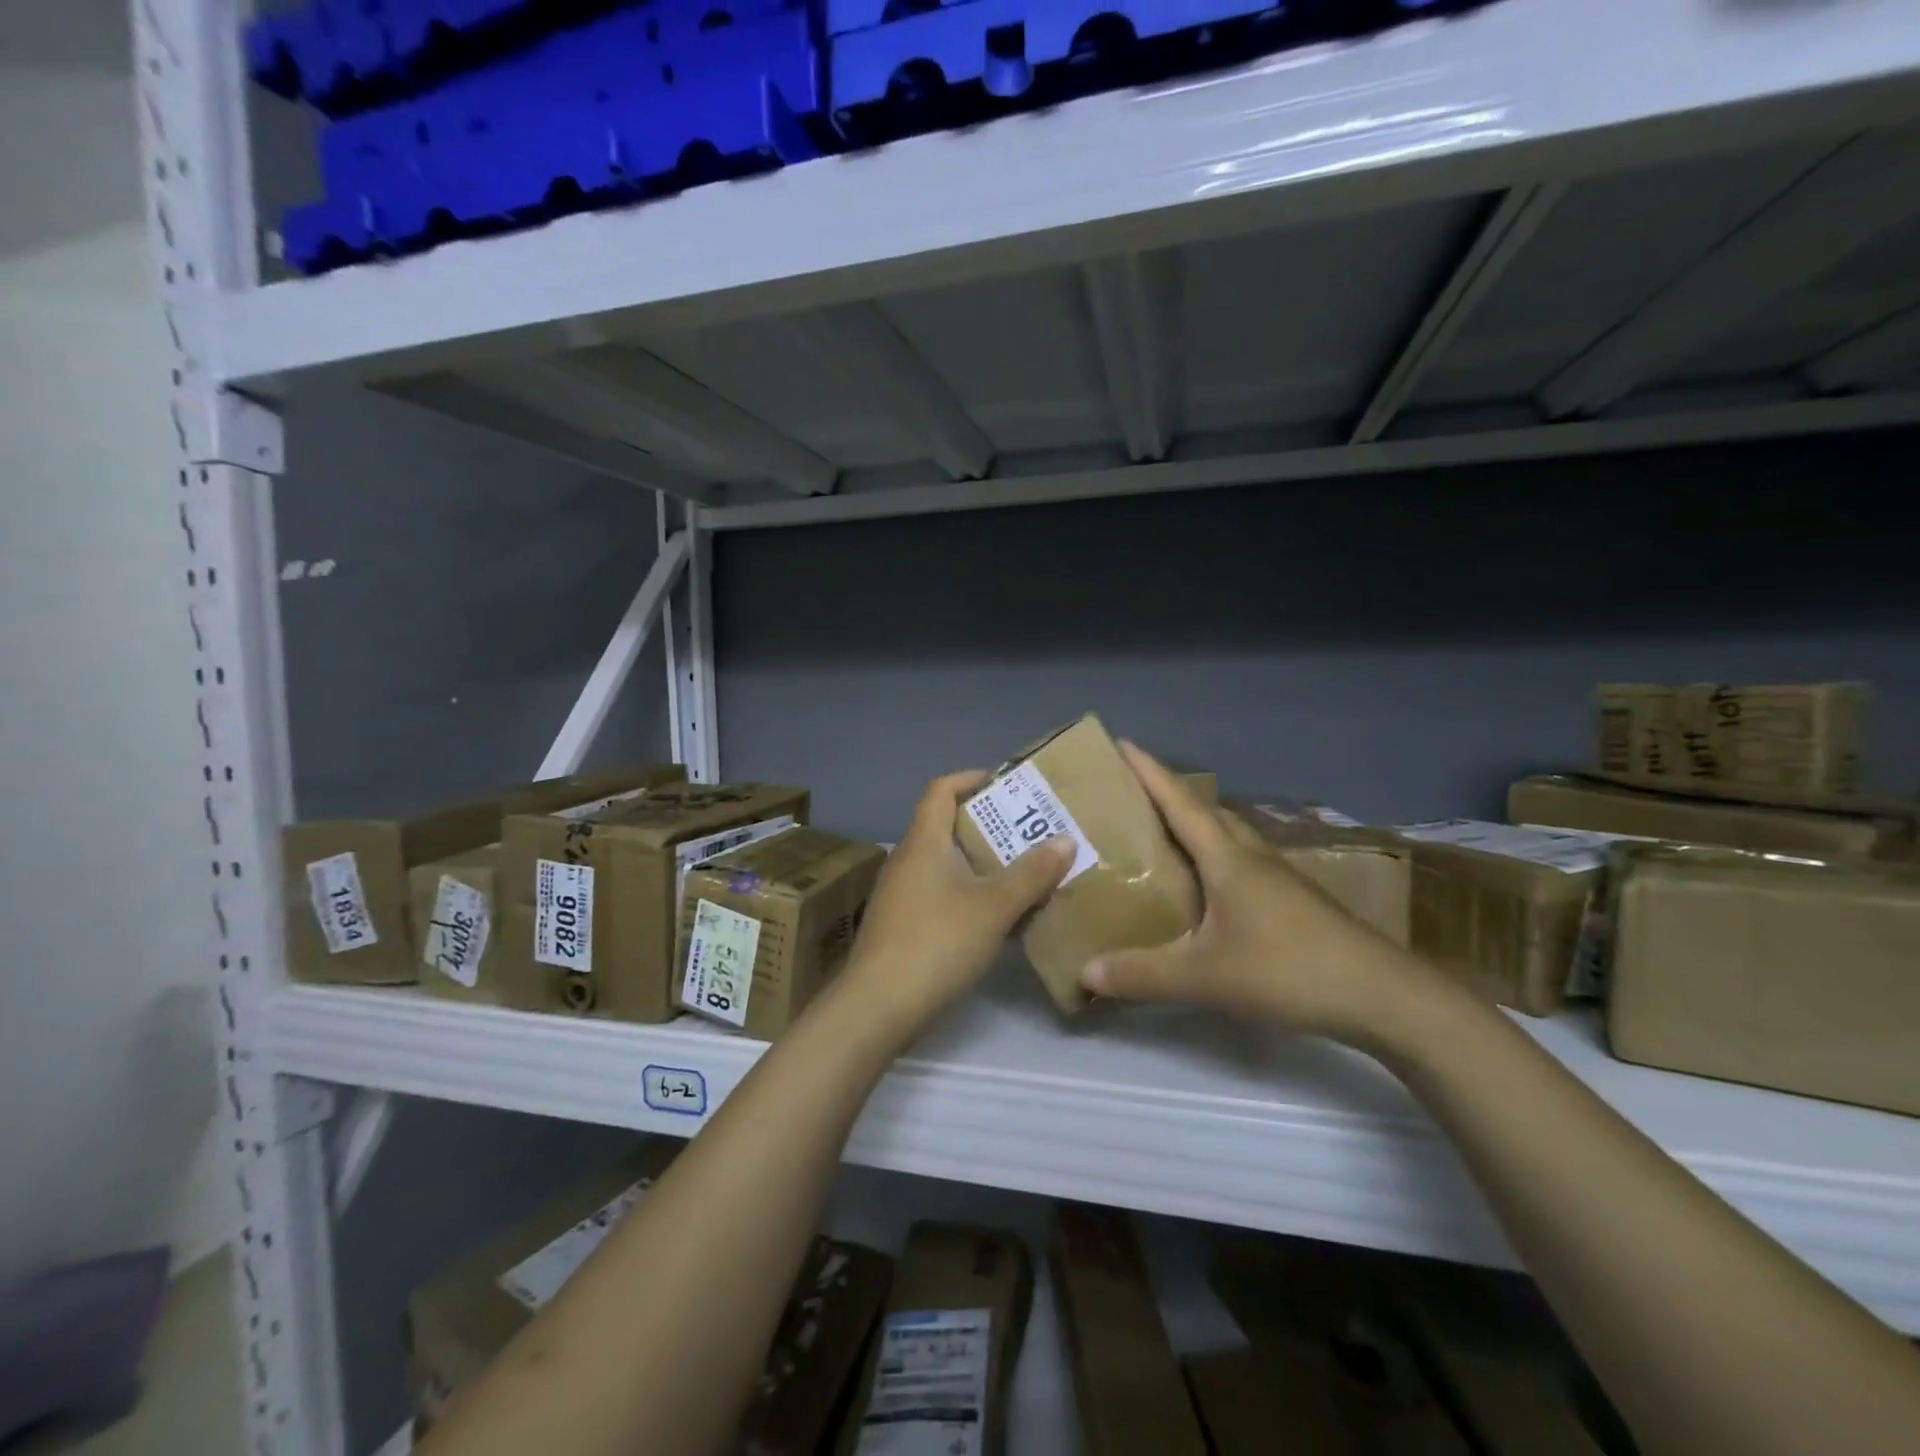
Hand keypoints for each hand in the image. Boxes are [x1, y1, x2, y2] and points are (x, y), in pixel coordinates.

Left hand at [839, 771, 1074, 1041]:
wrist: (877, 1007)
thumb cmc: (936, 942)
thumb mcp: (994, 907)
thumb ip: (1031, 873)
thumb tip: (1066, 839)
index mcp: (924, 842)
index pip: (941, 789)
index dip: (972, 778)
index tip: (1008, 784)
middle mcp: (908, 860)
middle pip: (948, 827)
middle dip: (991, 826)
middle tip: (1032, 833)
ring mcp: (902, 894)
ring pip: (948, 865)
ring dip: (984, 865)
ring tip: (1025, 873)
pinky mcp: (903, 925)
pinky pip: (942, 894)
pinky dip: (971, 895)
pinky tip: (1000, 918)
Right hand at [1081, 743, 1436, 1046]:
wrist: (1383, 996)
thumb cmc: (1288, 970)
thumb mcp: (1205, 977)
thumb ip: (1142, 974)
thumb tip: (1085, 971)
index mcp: (1228, 859)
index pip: (1180, 802)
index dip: (1149, 772)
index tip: (1121, 744)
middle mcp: (1253, 857)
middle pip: (1206, 813)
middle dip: (1168, 797)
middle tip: (1130, 798)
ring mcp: (1279, 878)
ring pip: (1228, 838)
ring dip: (1195, 828)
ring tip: (1160, 839)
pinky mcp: (1294, 903)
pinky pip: (1242, 865)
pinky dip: (1215, 861)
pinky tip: (1206, 890)